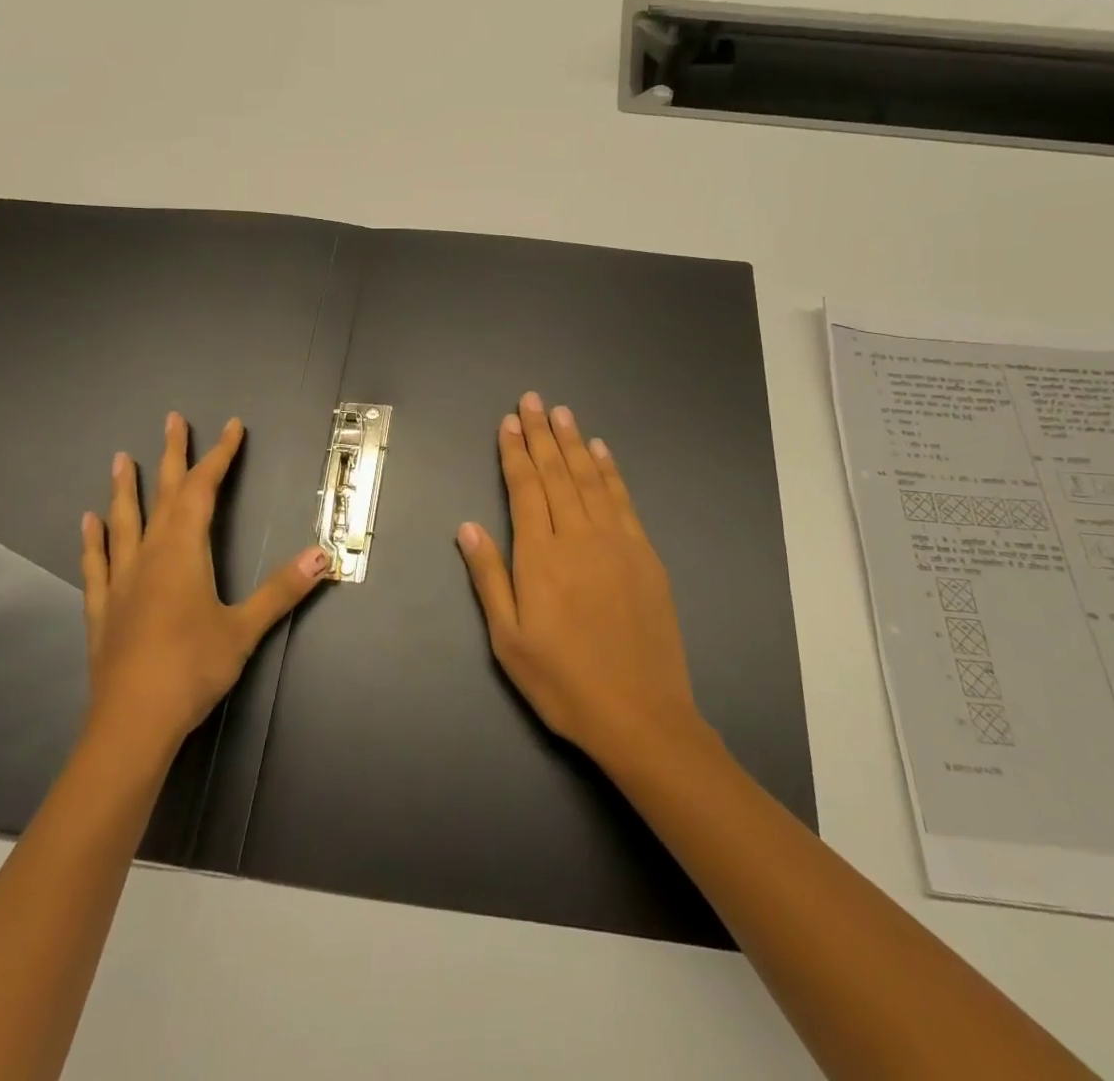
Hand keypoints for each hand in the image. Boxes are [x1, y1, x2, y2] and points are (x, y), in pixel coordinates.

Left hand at [81, 412, 329, 753]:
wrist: (131, 724)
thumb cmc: (192, 669)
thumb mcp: (245, 629)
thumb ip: (282, 590)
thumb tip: (323, 555)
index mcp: (184, 552)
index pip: (202, 490)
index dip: (219, 456)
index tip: (231, 428)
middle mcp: (149, 555)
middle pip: (162, 494)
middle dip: (171, 455)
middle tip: (172, 420)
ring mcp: (122, 581)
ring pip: (124, 522)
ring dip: (124, 489)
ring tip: (120, 459)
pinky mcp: (104, 609)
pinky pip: (98, 563)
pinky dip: (94, 540)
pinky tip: (88, 523)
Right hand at [456, 393, 702, 761]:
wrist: (641, 714)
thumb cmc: (563, 682)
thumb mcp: (508, 640)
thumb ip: (489, 577)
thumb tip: (468, 526)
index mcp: (540, 557)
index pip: (524, 489)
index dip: (515, 452)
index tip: (509, 422)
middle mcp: (578, 538)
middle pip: (557, 474)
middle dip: (541, 434)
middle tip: (532, 400)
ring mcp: (617, 543)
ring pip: (590, 479)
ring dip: (574, 443)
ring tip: (562, 413)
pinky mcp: (645, 556)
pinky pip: (623, 501)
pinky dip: (611, 471)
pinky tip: (602, 452)